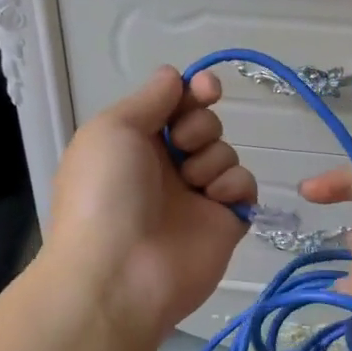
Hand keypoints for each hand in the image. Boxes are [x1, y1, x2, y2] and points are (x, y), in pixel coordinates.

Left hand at [43, 66, 255, 337]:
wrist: (121, 274)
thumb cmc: (106, 194)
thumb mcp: (112, 129)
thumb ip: (150, 97)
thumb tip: (175, 76)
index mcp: (134, 142)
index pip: (174, 104)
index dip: (193, 91)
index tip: (206, 88)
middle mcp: (165, 166)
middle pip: (204, 123)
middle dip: (199, 126)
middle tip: (180, 147)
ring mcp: (196, 195)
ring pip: (226, 152)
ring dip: (212, 158)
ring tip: (192, 184)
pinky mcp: (224, 221)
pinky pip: (244, 186)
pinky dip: (234, 186)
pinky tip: (215, 200)